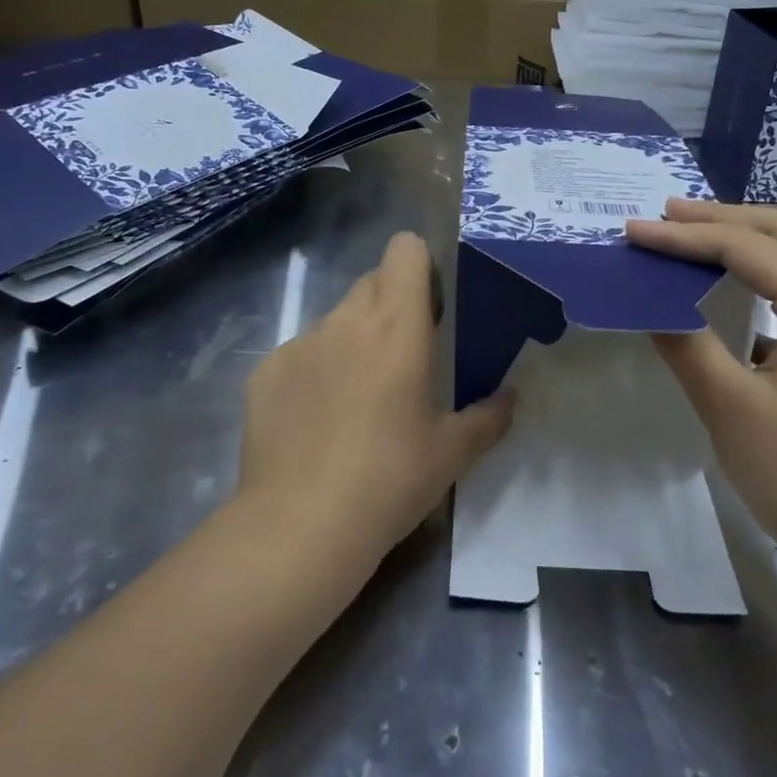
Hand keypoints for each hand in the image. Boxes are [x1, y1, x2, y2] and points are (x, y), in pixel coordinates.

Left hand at [236, 232, 514, 573]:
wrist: (301, 526)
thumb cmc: (391, 479)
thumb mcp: (453, 452)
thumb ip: (489, 417)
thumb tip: (510, 398)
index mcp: (397, 326)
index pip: (404, 250)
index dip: (421, 267)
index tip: (432, 310)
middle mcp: (346, 321)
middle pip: (372, 282)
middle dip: (392, 305)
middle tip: (404, 359)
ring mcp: (300, 344)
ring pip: (336, 320)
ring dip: (354, 340)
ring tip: (358, 400)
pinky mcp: (265, 372)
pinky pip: (301, 353)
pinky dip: (316, 372)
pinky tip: (317, 423)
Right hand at [625, 200, 776, 587]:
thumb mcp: (734, 410)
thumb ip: (688, 346)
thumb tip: (651, 304)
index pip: (747, 248)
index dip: (684, 237)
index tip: (633, 231)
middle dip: (721, 218)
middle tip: (664, 215)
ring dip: (747, 239)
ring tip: (693, 236)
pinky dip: (768, 272)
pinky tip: (735, 287)